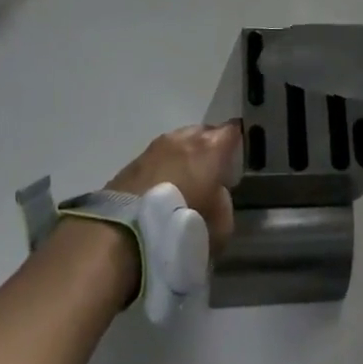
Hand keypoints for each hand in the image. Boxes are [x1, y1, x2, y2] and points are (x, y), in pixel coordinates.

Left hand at [107, 121, 240, 255]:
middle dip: (209, 148)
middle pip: (204, 133)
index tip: (238, 155)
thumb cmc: (181, 222)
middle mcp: (184, 139)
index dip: (237, 141)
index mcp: (211, 148)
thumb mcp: (220, 225)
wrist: (124, 232)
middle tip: (212, 171)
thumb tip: (217, 196)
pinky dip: (163, 169)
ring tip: (185, 181)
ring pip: (178, 143)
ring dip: (183, 157)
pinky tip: (162, 189)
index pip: (233, 131)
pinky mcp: (132, 162)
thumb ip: (224, 204)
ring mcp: (155, 147)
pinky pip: (157, 158)